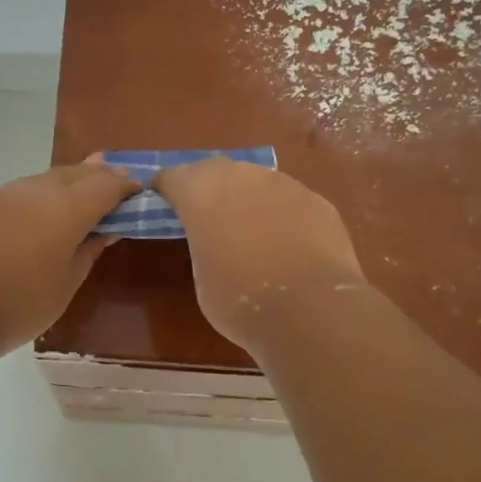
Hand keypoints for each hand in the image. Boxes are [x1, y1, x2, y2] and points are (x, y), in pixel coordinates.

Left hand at [0, 158, 138, 353]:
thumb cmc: (17, 305)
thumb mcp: (65, 285)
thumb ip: (88, 251)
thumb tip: (105, 230)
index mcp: (67, 208)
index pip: (106, 185)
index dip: (125, 187)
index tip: (137, 191)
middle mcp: (36, 190)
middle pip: (75, 173)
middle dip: (98, 175)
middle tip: (114, 177)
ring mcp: (2, 194)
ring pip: (44, 179)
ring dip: (66, 180)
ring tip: (79, 185)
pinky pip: (18, 192)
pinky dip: (36, 195)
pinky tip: (36, 209)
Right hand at [156, 157, 366, 349]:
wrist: (309, 310)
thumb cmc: (240, 302)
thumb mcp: (202, 276)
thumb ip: (204, 246)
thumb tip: (217, 242)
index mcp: (200, 194)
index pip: (172, 178)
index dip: (166, 189)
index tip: (163, 200)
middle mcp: (240, 177)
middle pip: (215, 171)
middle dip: (208, 187)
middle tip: (206, 213)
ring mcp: (283, 184)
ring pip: (256, 182)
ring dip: (248, 198)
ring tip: (250, 229)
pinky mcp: (316, 200)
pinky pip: (289, 200)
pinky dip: (282, 214)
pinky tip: (287, 242)